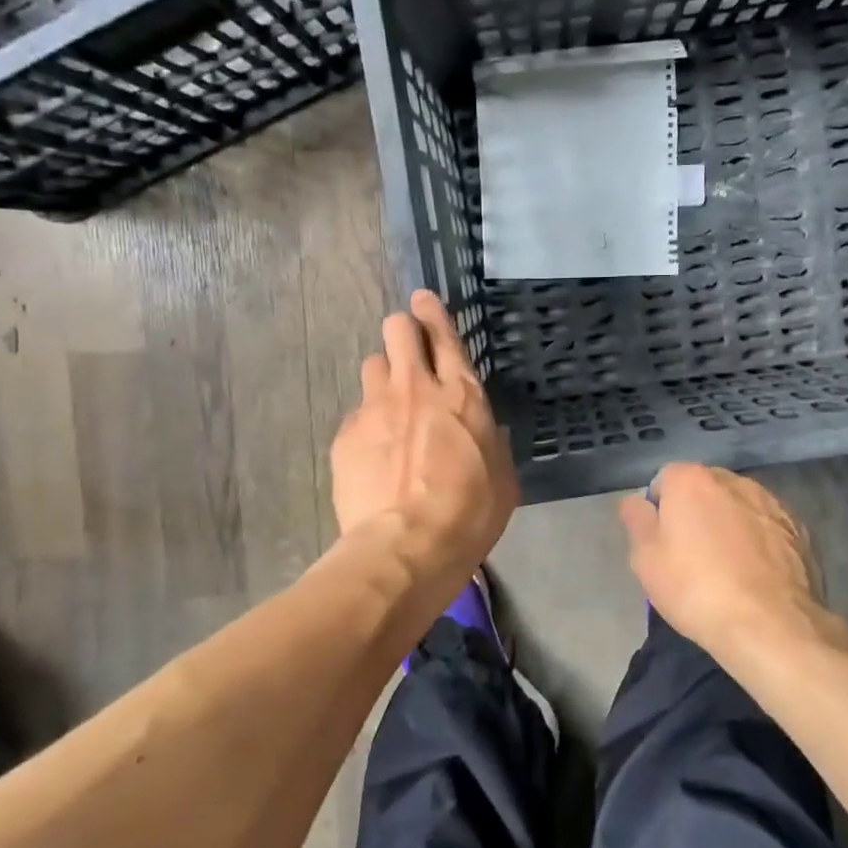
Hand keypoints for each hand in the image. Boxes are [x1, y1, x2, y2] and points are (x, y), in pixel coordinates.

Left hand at [331, 290, 517, 582]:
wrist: (406, 547)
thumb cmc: (468, 514)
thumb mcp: (502, 478)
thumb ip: (491, 443)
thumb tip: (485, 431)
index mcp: (460, 395)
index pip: (444, 335)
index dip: (433, 312)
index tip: (423, 299)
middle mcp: (415, 388)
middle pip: (397, 330)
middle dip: (403, 330)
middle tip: (408, 348)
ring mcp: (374, 408)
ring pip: (372, 364)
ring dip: (384, 376)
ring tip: (390, 406)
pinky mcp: (346, 434)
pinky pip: (356, 412)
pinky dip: (367, 422)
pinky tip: (373, 453)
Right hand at [618, 464, 839, 660]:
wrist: (769, 625)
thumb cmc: (695, 588)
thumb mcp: (646, 559)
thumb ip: (637, 520)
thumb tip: (636, 502)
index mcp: (692, 480)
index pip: (664, 480)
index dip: (658, 510)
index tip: (660, 543)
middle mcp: (733, 480)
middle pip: (704, 490)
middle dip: (696, 513)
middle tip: (690, 557)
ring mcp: (771, 503)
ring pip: (738, 507)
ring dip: (729, 525)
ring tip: (727, 569)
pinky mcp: (799, 529)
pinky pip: (766, 528)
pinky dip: (758, 542)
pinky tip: (755, 576)